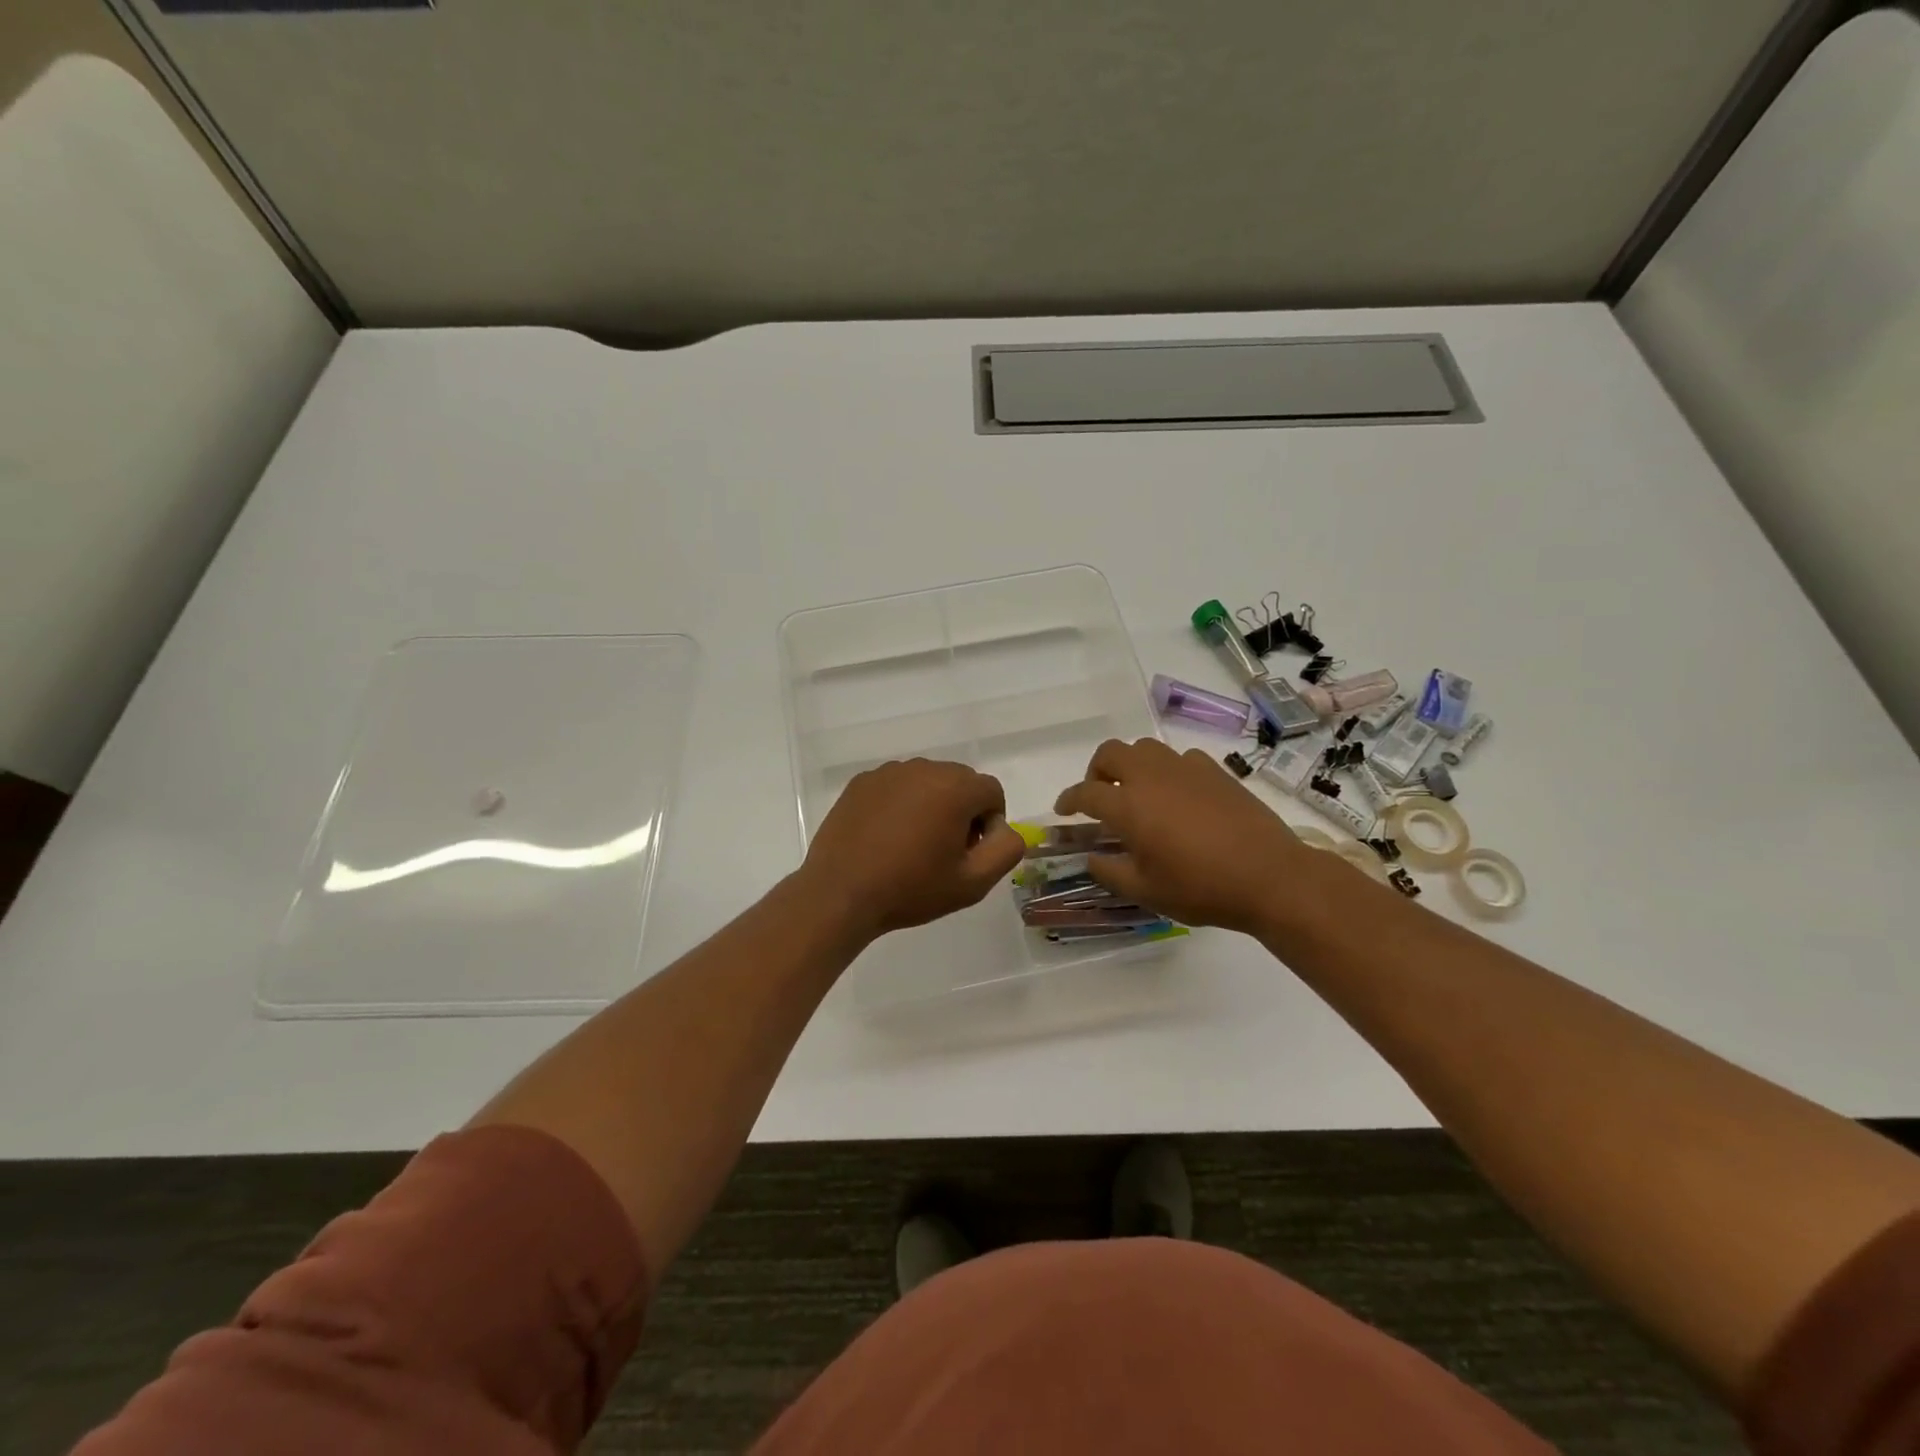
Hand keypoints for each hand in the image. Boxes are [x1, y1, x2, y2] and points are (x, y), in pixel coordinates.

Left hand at [799, 759, 1026, 941]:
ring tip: (912, 845)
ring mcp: (888, 772)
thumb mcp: (973, 883)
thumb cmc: (911, 889)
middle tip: (943, 851)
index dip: (989, 824)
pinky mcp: (861, 782)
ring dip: (930, 805)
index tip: (969, 853)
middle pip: (960, 782)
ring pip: (927, 782)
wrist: (841, 893)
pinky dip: (900, 804)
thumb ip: (1006, 849)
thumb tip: (1003, 829)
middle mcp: (923, 768)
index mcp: (955, 787)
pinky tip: (885, 838)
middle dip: (962, 811)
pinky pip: (896, 786)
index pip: (991, 792)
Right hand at [1053, 738, 1327, 934]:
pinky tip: (1178, 795)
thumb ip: (1109, 872)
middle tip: (1100, 796)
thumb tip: (1092, 858)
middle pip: (1111, 753)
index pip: (1085, 793)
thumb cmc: (1201, 888)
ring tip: (1137, 792)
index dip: (1068, 800)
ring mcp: (1185, 769)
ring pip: (1145, 748)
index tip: (1063, 811)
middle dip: (1096, 771)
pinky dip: (1168, 771)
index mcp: (1128, 806)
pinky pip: (1180, 758)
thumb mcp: (1145, 891)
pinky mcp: (1215, 771)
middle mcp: (1151, 777)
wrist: (1269, 876)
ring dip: (1131, 765)